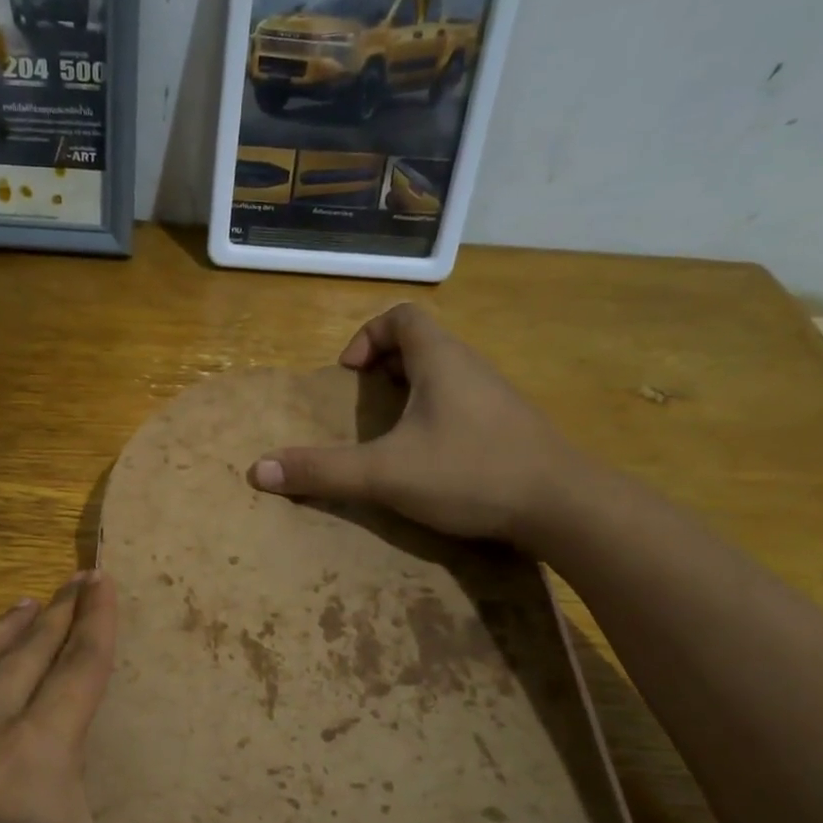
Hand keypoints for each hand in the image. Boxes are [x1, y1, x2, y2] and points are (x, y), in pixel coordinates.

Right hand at [249, 303, 586, 544]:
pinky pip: (464, 404)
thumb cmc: (471, 473)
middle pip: (423, 343)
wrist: (565, 507)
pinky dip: (437, 416)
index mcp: (441, 360)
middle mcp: (471, 367)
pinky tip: (430, 457)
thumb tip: (258, 470)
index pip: (403, 316)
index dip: (368, 335)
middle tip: (364, 404)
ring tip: (390, 432)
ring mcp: (496, 398)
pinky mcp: (511, 428)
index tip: (349, 375)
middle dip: (385, 367)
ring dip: (411, 393)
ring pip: (445, 375)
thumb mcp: (386, 473)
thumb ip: (323, 470)